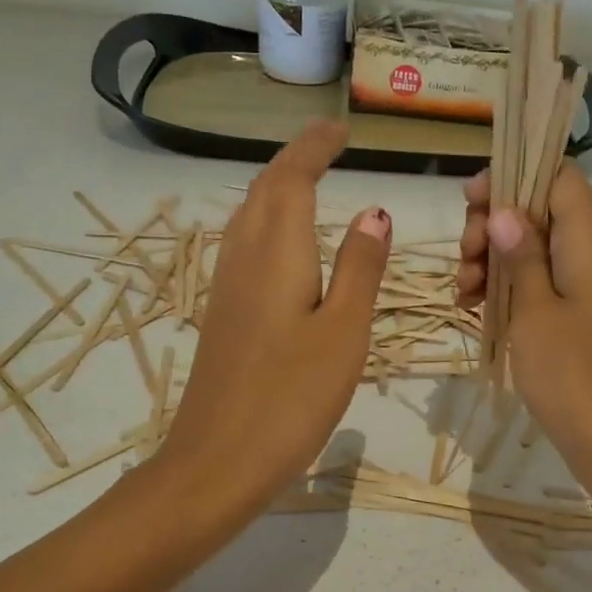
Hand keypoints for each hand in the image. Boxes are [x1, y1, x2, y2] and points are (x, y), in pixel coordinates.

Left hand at [161, 121, 390, 516]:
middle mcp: (243, 259)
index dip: (314, 147)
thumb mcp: (344, 332)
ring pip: (248, 217)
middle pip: (263, 191)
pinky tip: (284, 246)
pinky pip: (244, 247)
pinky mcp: (222, 316)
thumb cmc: (291, 398)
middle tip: (329, 146)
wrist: (217, 461)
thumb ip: (360, 269)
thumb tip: (375, 211)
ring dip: (277, 189)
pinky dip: (268, 224)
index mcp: (276, 254)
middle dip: (295, 160)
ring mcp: (226, 289)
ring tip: (310, 182)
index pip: (291, 179)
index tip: (341, 129)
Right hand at [456, 164, 591, 496]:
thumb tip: (507, 210)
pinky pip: (542, 286)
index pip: (558, 175)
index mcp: (589, 241)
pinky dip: (508, 291)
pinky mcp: (582, 321)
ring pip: (535, 251)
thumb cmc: (574, 376)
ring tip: (463, 294)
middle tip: (465, 259)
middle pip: (540, 211)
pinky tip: (476, 310)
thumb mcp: (535, 311)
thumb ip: (521, 255)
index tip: (472, 203)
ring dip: (494, 261)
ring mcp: (589, 290)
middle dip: (494, 225)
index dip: (513, 176)